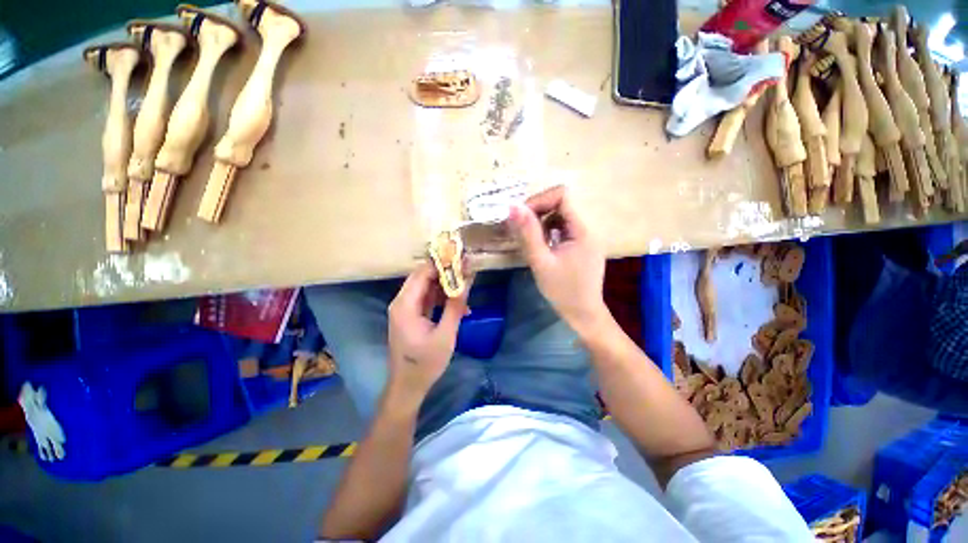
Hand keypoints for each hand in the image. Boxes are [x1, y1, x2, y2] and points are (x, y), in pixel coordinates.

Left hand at [386, 262, 469, 407]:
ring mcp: (405, 309)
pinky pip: (427, 300)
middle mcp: (402, 302)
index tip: (462, 259)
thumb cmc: (425, 363)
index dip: (442, 264)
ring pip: (426, 288)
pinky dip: (442, 299)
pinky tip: (459, 305)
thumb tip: (467, 282)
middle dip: (446, 272)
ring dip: (446, 286)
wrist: (408, 386)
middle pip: (423, 278)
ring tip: (467, 286)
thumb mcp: (445, 335)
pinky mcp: (411, 316)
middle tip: (468, 270)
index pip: (422, 273)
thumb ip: (455, 306)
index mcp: (405, 305)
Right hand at [509, 186, 606, 332]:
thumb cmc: (562, 290)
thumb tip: (513, 206)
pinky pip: (563, 228)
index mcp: (582, 230)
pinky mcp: (581, 244)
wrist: (582, 313)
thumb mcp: (541, 262)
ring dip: (542, 222)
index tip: (521, 217)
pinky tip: (541, 245)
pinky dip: (548, 231)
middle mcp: (587, 228)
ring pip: (560, 215)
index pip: (562, 196)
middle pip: (561, 203)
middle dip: (538, 212)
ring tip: (531, 240)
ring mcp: (585, 236)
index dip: (539, 201)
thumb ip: (528, 233)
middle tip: (522, 230)